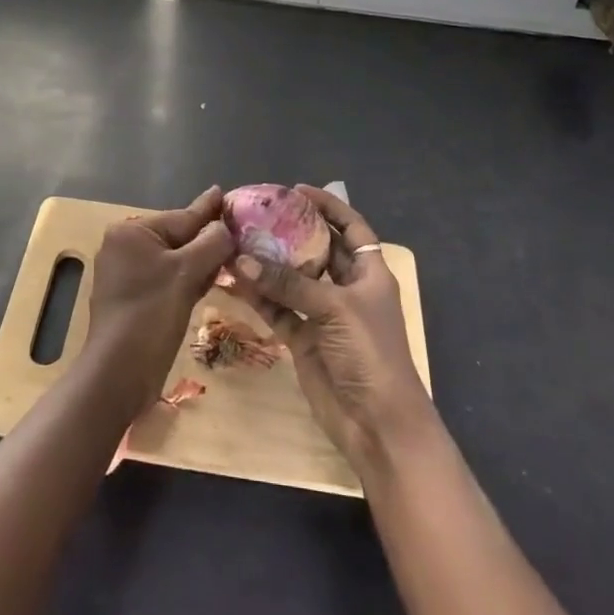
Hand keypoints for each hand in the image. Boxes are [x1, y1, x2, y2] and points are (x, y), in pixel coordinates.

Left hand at [84, 186, 235, 414]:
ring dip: (201, 262)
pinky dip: (188, 280)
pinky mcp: (134, 299)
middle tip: (240, 232)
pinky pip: (167, 280)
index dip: (209, 211)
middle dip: (207, 240)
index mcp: (131, 232)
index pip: (181, 217)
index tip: (225, 194)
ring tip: (232, 255)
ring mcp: (126, 275)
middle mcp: (124, 247)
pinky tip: (210, 281)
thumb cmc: (151, 314)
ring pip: (174, 261)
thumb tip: (226, 227)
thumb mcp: (186, 273)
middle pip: (178, 238)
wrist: (118, 374)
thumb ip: (211, 244)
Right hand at [228, 185, 433, 466]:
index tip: (298, 189)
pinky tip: (235, 279)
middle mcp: (346, 288)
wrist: (378, 425)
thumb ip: (288, 283)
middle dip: (290, 232)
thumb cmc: (370, 353)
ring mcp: (324, 315)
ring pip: (292, 280)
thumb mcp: (335, 308)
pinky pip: (278, 309)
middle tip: (257, 213)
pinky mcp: (304, 339)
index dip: (329, 206)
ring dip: (268, 264)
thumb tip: (241, 259)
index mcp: (369, 273)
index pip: (351, 228)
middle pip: (317, 250)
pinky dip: (259, 296)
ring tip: (237, 240)